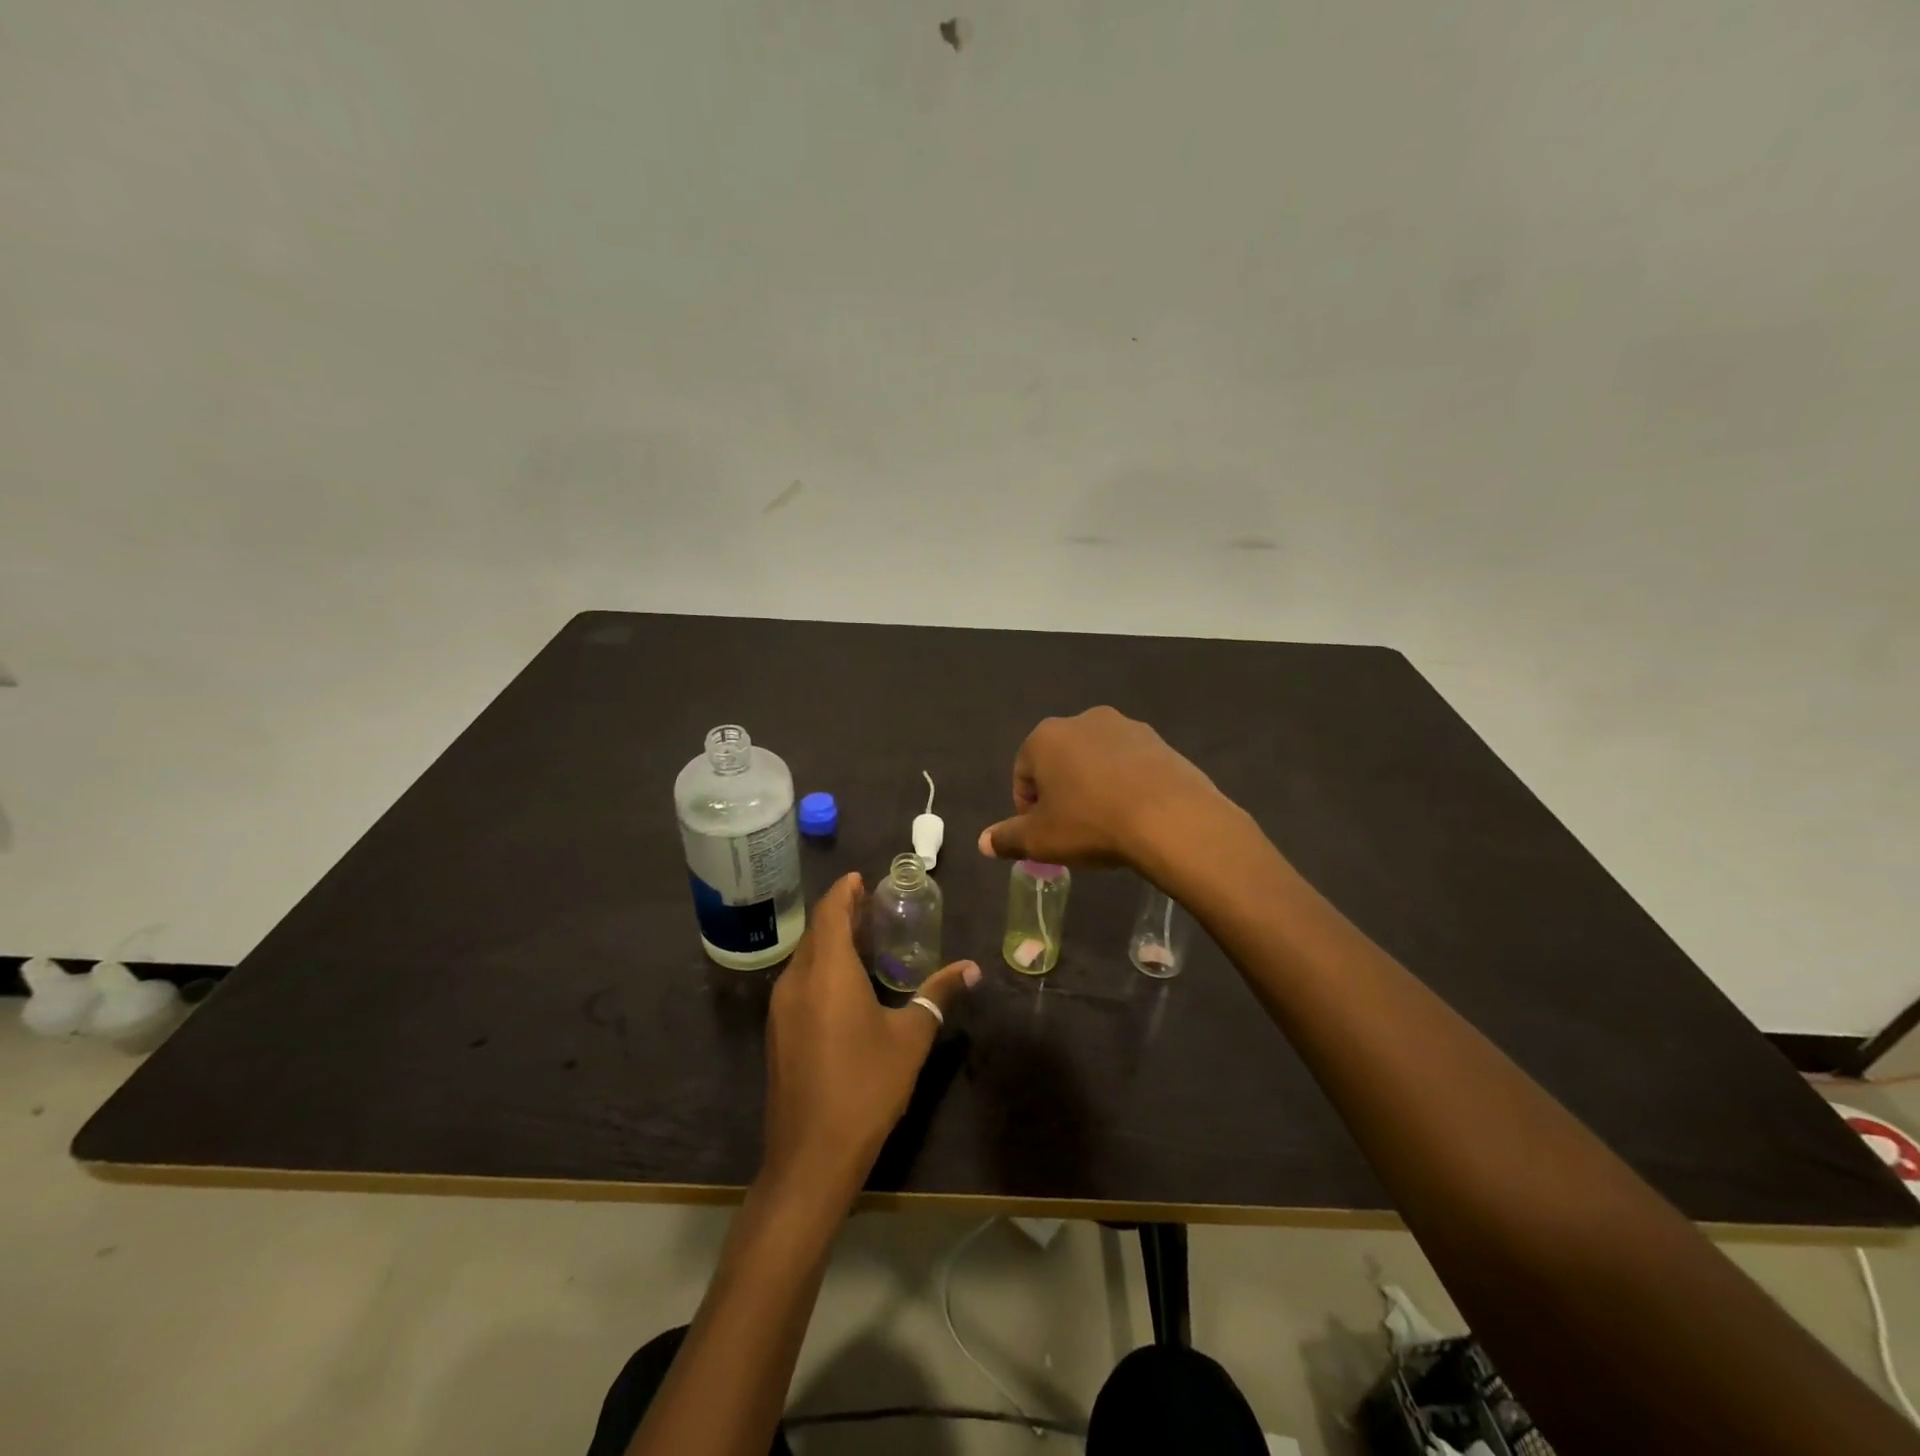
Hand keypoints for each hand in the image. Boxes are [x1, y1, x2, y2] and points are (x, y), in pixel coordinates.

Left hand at [762, 873, 978, 1199]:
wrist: (811, 1156)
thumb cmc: (865, 1087)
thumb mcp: (911, 1038)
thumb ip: (938, 996)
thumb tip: (970, 969)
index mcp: (827, 971)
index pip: (830, 912)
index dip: (845, 891)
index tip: (862, 878)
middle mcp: (797, 981)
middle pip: (816, 932)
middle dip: (841, 913)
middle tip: (873, 905)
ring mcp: (781, 1008)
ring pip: (806, 958)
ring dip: (830, 941)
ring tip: (865, 939)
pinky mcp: (778, 1033)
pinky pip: (800, 982)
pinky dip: (821, 967)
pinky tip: (845, 983)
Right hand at [977, 706, 1231, 872]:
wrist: (1170, 818)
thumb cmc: (1091, 824)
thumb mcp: (1040, 840)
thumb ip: (1007, 838)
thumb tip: (983, 842)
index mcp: (1046, 737)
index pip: (1022, 773)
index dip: (1027, 808)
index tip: (1043, 835)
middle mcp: (1083, 721)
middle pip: (1059, 761)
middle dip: (1060, 792)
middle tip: (1072, 829)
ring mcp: (1125, 727)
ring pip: (1096, 760)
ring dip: (1093, 785)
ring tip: (1106, 823)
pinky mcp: (1159, 741)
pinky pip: (1130, 764)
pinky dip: (1125, 784)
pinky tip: (1135, 814)